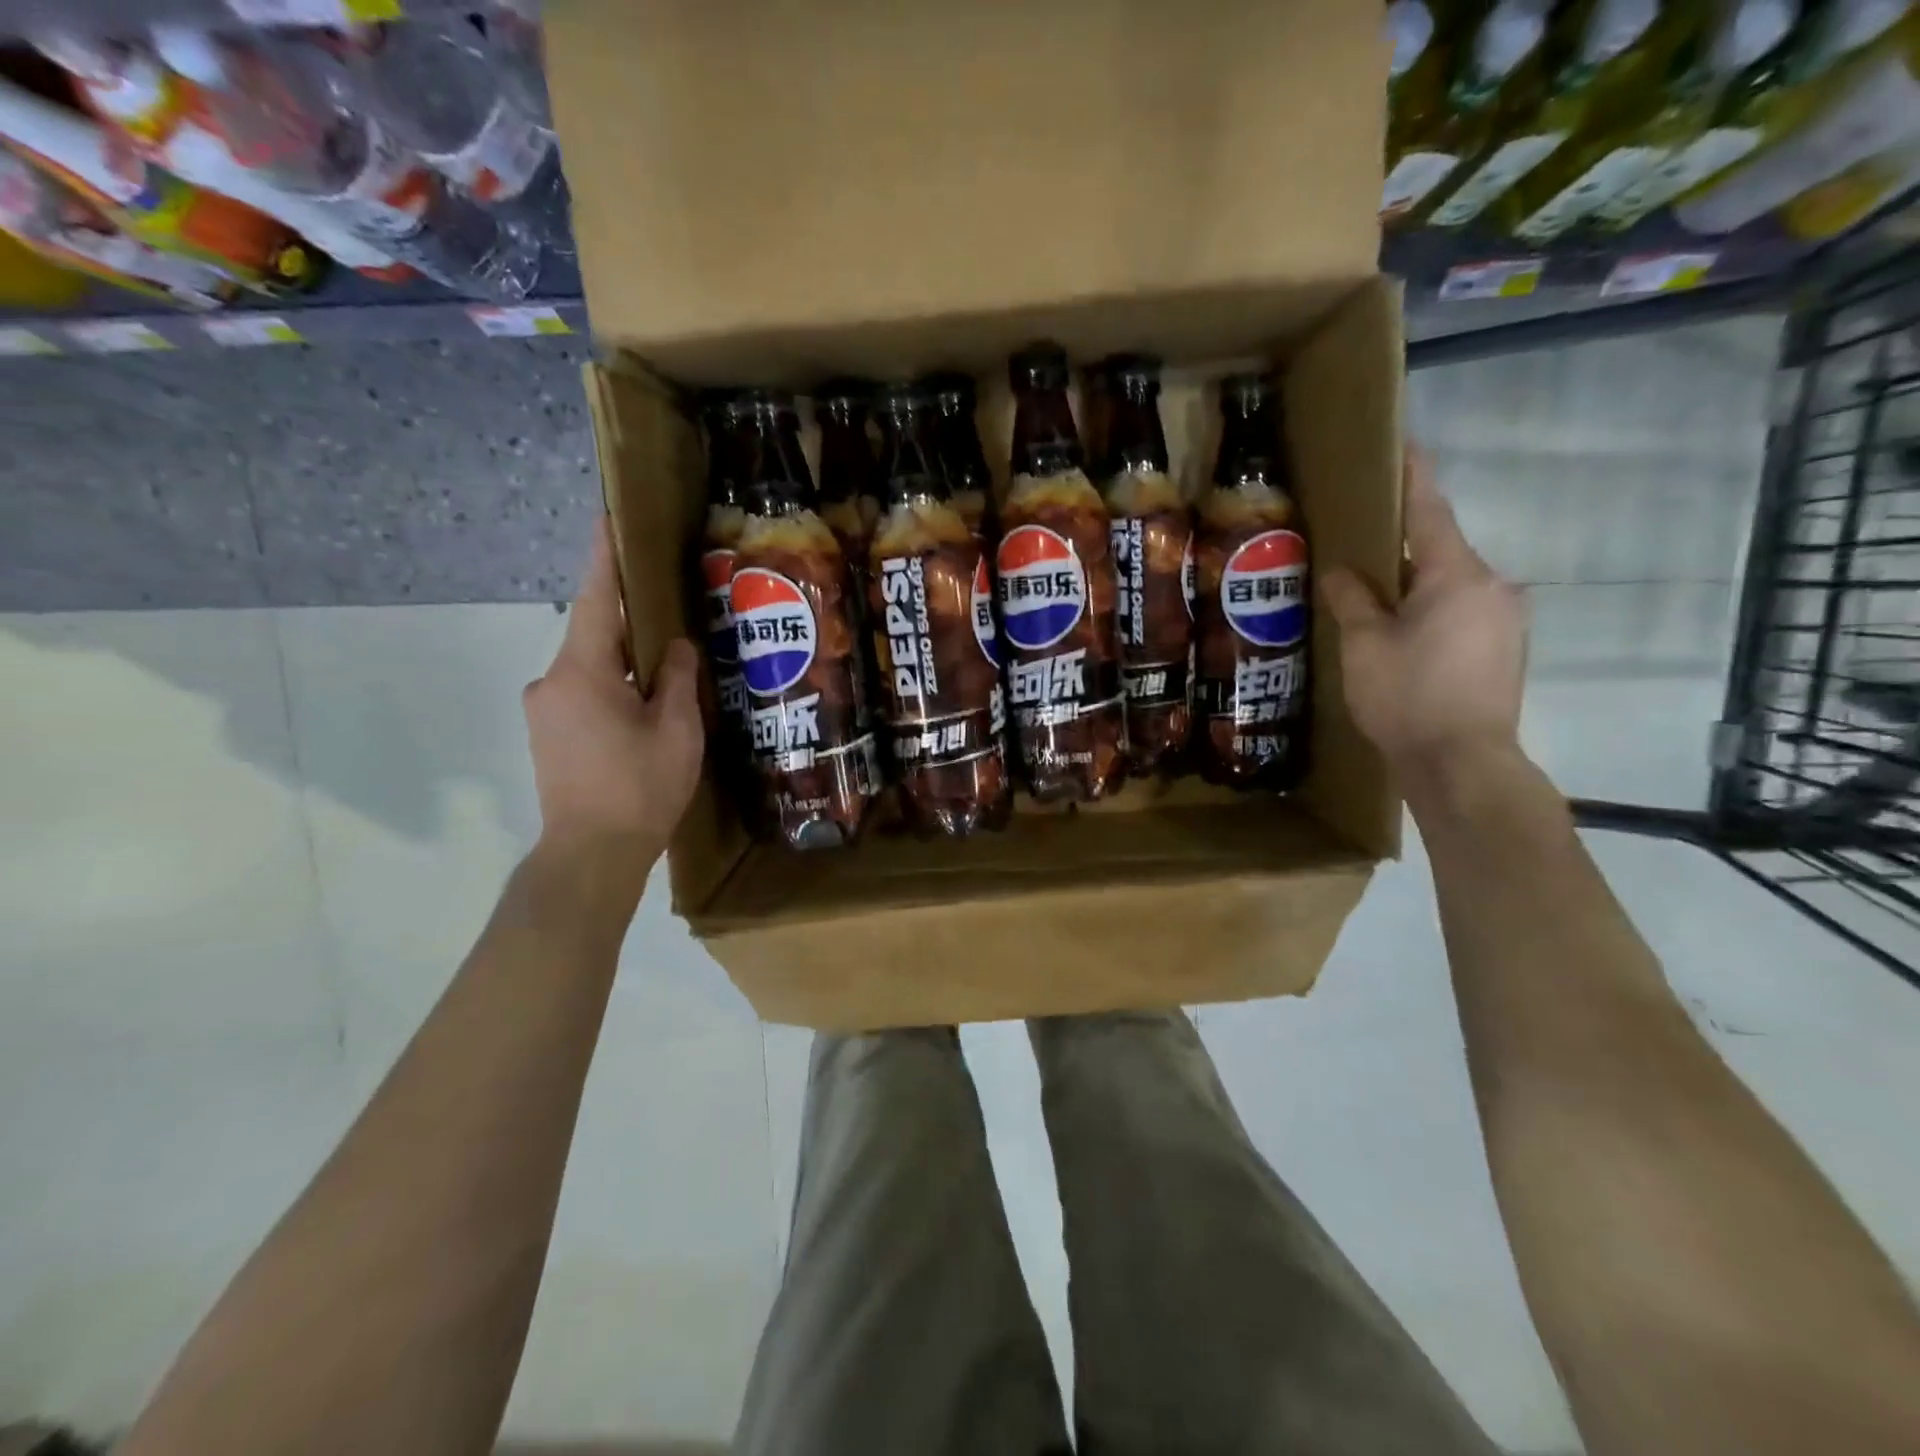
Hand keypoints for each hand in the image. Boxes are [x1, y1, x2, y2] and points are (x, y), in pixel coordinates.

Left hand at [523, 519, 703, 875]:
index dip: (606, 558)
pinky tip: (645, 708)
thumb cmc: (640, 788)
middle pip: (596, 635)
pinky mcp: (548, 734)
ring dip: (626, 663)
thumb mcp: (676, 730)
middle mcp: (552, 680)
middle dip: (631, 622)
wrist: (591, 855)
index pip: (598, 600)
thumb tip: (673, 646)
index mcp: (584, 671)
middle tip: (671, 612)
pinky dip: (614, 688)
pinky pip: (585, 693)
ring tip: (667, 670)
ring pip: (592, 668)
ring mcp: (545, 709)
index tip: (608, 517)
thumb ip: (675, 679)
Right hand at [1320, 448, 1526, 784]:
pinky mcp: (1505, 650)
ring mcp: (1506, 620)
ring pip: (1451, 586)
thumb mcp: (1364, 645)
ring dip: (1415, 585)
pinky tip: (1402, 635)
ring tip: (1374, 599)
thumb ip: (1352, 599)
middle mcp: (1492, 587)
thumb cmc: (1407, 697)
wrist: (1462, 764)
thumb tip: (1341, 571)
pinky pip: (1463, 613)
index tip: (1403, 445)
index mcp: (1457, 576)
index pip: (1429, 513)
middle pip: (1440, 551)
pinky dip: (1431, 611)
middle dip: (1402, 545)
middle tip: (1360, 545)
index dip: (1412, 478)